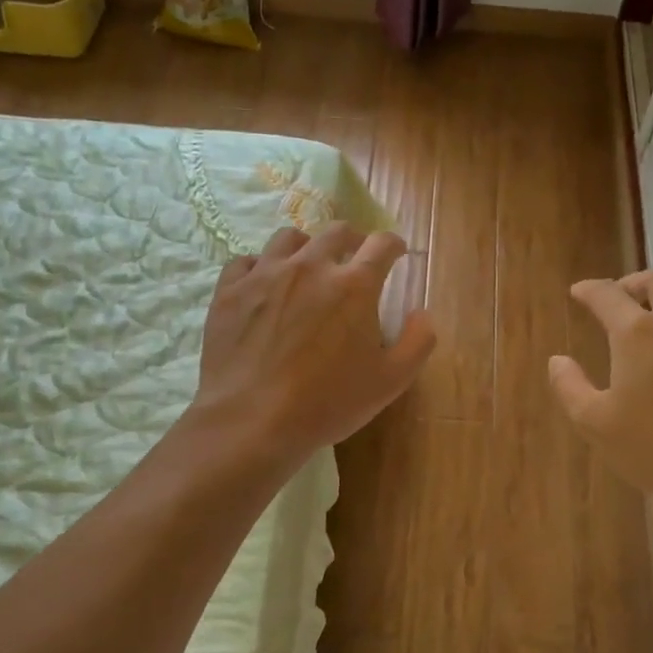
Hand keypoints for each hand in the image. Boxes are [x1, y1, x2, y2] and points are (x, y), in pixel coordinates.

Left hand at [194, 223, 434, 461]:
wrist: (252, 421)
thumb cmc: (328, 403)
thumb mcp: (391, 381)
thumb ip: (418, 341)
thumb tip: (421, 313)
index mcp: (354, 285)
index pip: (382, 244)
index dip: (393, 245)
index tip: (395, 253)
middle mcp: (310, 266)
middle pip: (336, 231)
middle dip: (352, 239)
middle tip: (354, 257)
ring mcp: (265, 274)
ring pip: (288, 238)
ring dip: (306, 246)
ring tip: (307, 266)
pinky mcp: (230, 290)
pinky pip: (245, 261)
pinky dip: (260, 267)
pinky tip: (263, 285)